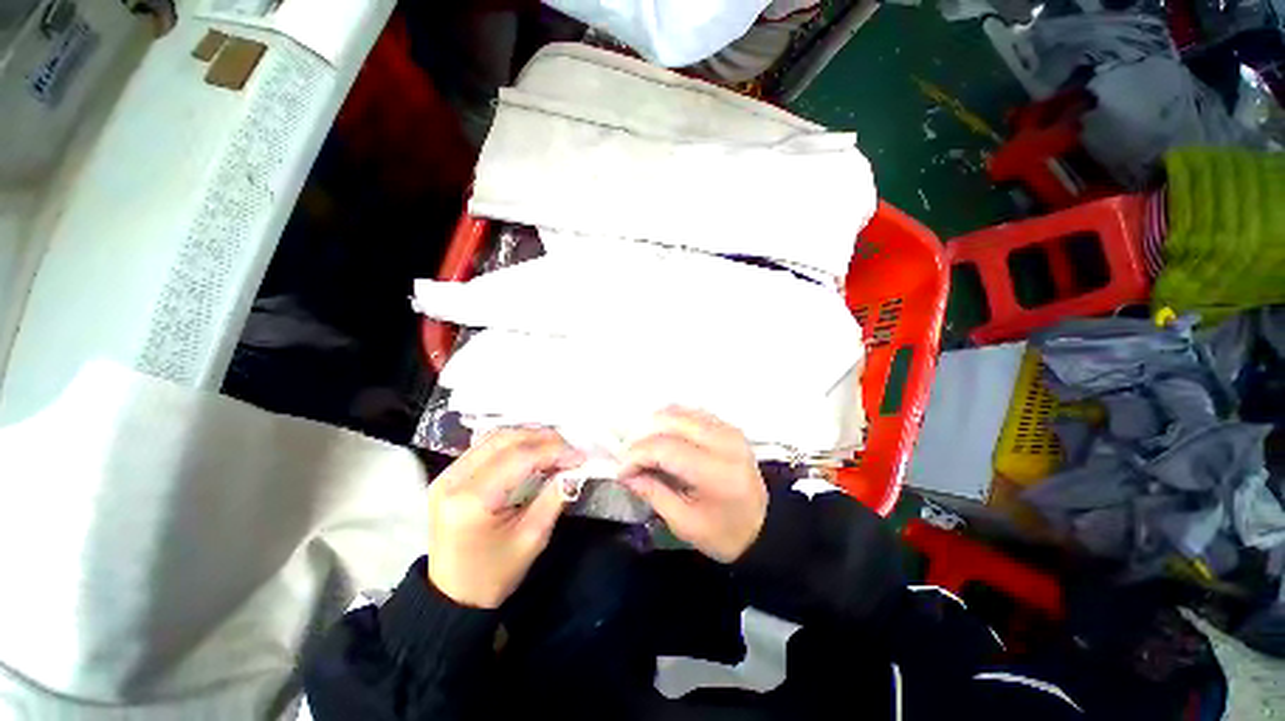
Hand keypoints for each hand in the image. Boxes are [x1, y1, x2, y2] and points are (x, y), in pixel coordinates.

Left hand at [427, 428, 584, 608]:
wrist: (452, 597)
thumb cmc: (493, 575)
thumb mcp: (532, 538)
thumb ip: (555, 497)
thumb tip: (575, 468)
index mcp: (471, 500)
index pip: (519, 458)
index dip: (554, 451)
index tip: (580, 456)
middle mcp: (453, 479)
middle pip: (506, 439)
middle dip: (544, 438)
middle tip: (570, 449)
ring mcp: (447, 475)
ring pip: (495, 437)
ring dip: (529, 436)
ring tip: (556, 447)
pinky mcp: (449, 475)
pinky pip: (486, 446)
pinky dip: (514, 443)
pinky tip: (533, 450)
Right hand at [619, 408, 767, 562]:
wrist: (764, 527)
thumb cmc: (724, 533)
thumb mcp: (684, 523)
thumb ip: (653, 493)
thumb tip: (626, 473)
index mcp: (716, 472)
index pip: (665, 448)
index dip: (637, 455)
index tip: (622, 471)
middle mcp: (724, 442)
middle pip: (671, 421)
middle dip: (643, 436)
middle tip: (630, 457)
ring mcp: (728, 430)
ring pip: (681, 411)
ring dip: (655, 425)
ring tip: (644, 448)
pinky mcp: (728, 426)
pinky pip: (692, 412)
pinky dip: (672, 420)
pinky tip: (663, 437)